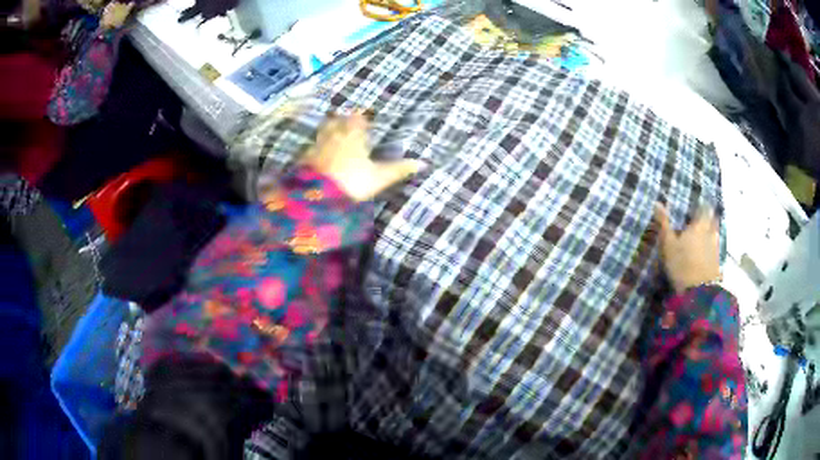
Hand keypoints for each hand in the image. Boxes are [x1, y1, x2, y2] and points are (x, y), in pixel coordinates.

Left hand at [301, 113, 423, 201]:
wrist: (319, 196)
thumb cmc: (352, 183)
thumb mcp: (379, 177)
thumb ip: (399, 169)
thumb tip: (422, 163)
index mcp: (353, 136)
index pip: (357, 119)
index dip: (360, 119)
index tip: (363, 120)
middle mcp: (334, 136)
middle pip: (338, 121)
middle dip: (342, 121)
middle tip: (347, 123)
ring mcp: (317, 146)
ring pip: (323, 131)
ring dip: (328, 131)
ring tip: (333, 136)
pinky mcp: (305, 158)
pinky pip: (311, 148)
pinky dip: (315, 148)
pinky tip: (317, 155)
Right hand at [653, 204, 720, 293]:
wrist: (698, 292)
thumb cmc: (682, 265)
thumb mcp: (668, 245)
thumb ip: (664, 224)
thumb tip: (657, 202)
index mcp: (699, 225)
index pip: (704, 209)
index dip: (702, 206)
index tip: (698, 206)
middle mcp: (711, 233)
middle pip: (713, 220)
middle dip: (709, 218)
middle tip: (701, 220)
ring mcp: (716, 248)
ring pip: (715, 234)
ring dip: (710, 233)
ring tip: (703, 237)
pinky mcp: (718, 262)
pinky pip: (715, 249)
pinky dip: (711, 248)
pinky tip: (706, 254)